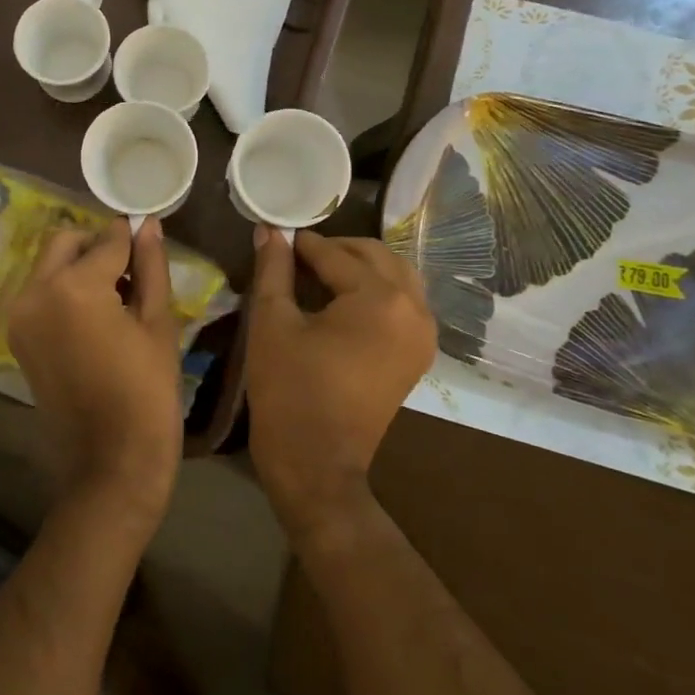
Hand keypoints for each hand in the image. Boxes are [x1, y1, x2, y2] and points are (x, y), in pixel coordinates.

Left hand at [9, 218, 183, 524]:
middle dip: (98, 245)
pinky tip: (97, 316)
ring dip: (80, 266)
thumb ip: (150, 267)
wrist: (110, 464)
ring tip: (118, 297)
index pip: (107, 240)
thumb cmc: (147, 394)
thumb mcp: (157, 324)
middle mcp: (35, 293)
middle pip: (66, 242)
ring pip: (49, 266)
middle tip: (132, 271)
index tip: (150, 236)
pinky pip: (41, 293)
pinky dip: (65, 290)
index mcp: (73, 287)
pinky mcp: (18, 338)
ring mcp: (20, 316)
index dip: (133, 236)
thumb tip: (148, 225)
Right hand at [245, 229, 436, 537]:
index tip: (277, 237)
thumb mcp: (272, 322)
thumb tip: (270, 230)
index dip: (302, 244)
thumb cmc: (289, 390)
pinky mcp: (418, 354)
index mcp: (380, 299)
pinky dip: (377, 289)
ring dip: (360, 266)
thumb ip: (274, 269)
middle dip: (335, 249)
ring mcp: (423, 334)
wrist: (317, 464)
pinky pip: (404, 302)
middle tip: (296, 255)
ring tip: (319, 274)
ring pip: (396, 275)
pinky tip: (343, 299)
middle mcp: (414, 309)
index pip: (336, 254)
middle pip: (375, 256)